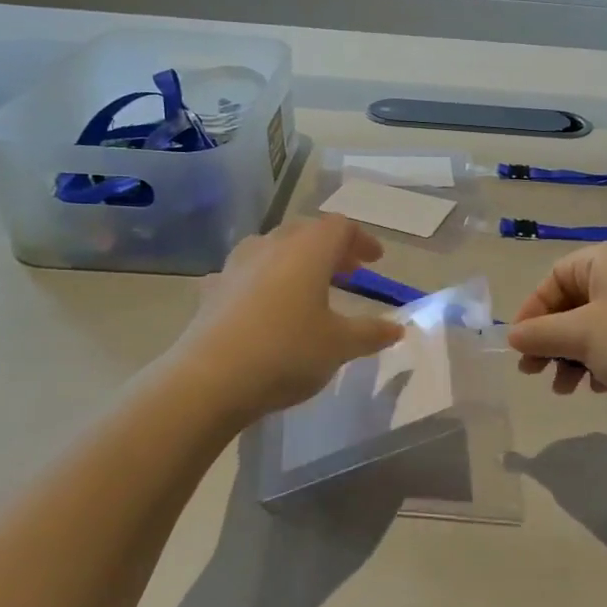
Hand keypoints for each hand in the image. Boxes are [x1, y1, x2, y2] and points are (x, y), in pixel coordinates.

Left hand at [169, 216, 403, 423]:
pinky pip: (244, 275)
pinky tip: (263, 305)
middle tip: (348, 271)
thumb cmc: (287, 352)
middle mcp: (270, 247)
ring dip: (294, 260)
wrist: (209, 380)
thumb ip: (371, 333)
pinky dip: (262, 282)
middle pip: (305, 232)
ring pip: (271, 248)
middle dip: (330, 248)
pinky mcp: (211, 291)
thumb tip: (397, 328)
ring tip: (307, 285)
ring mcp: (235, 266)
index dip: (361, 239)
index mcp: (307, 251)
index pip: (340, 227)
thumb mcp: (340, 346)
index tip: (375, 260)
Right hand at [504, 240, 606, 418]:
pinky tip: (599, 387)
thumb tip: (512, 336)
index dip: (532, 312)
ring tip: (565, 390)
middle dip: (551, 341)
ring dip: (573, 357)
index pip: (554, 277)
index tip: (520, 347)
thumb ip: (540, 334)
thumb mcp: (581, 336)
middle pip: (574, 303)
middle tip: (534, 374)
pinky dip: (602, 360)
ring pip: (596, 325)